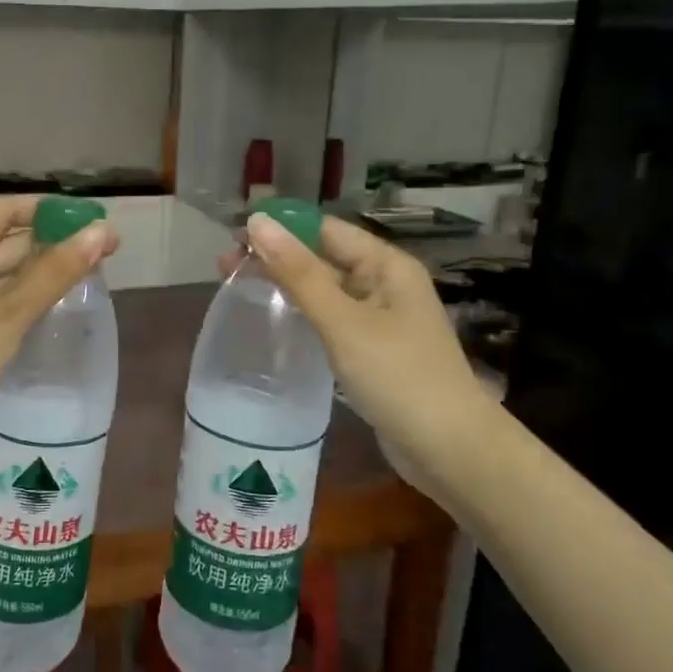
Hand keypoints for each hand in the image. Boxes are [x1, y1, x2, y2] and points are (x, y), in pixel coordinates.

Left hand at [0, 196, 115, 481]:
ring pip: (4, 271)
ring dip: (42, 271)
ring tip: (91, 275)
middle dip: (54, 241)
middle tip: (105, 251)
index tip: (93, 219)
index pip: (8, 208)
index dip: (51, 209)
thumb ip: (56, 271)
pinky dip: (25, 297)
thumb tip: (102, 231)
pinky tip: (56, 306)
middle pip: (7, 238)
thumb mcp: (9, 311)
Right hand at [239, 213, 488, 448]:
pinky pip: (330, 320)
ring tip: (237, 288)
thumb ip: (298, 273)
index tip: (233, 236)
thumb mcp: (343, 321)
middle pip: (323, 258)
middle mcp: (384, 284)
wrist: (449, 449)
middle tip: (223, 266)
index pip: (324, 229)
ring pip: (324, 290)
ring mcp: (380, 319)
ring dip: (284, 286)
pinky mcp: (372, 351)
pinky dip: (301, 315)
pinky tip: (273, 321)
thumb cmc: (398, 376)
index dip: (280, 228)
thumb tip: (257, 222)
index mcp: (386, 265)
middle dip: (276, 258)